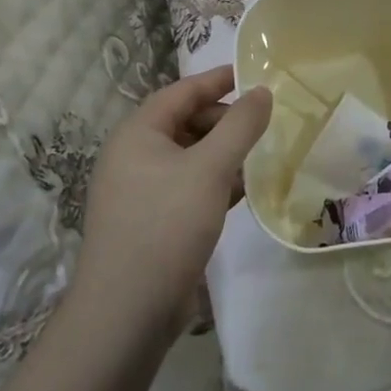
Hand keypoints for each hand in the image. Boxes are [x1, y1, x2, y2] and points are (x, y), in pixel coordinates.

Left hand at [72, 66, 270, 338]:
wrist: (125, 315)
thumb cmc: (166, 226)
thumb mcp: (211, 169)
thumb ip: (240, 126)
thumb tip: (262, 91)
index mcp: (138, 133)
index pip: (183, 91)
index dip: (220, 80)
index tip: (256, 74)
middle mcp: (133, 155)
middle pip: (185, 122)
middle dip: (225, 120)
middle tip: (265, 123)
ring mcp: (139, 191)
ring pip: (189, 156)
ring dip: (223, 153)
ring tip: (261, 155)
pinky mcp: (150, 221)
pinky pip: (187, 186)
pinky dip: (214, 182)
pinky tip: (244, 191)